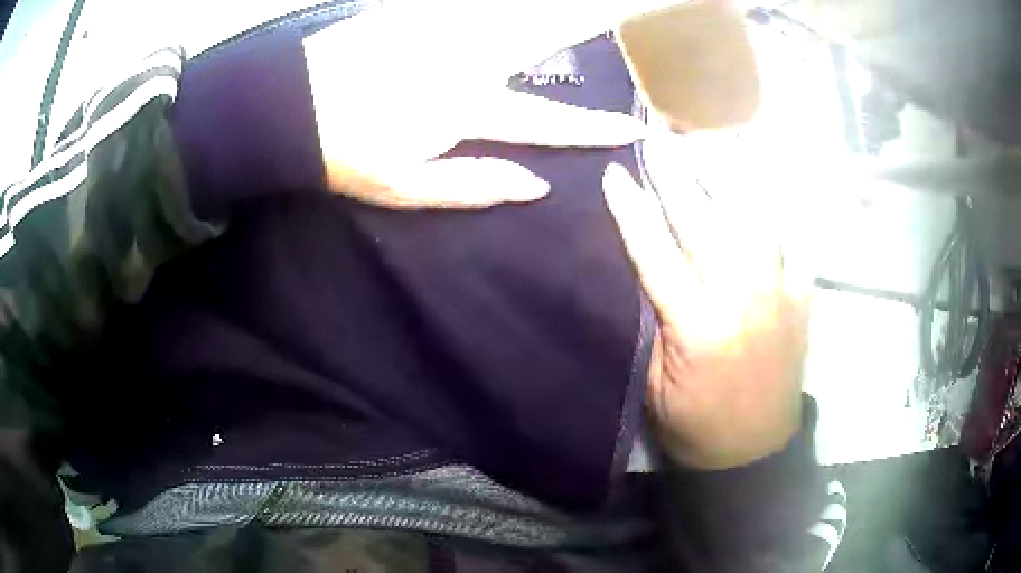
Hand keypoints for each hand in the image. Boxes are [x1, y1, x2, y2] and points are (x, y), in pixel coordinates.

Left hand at [302, 0, 673, 208]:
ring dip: (541, 17)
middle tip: (614, 24)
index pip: (541, 121)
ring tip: (580, 15)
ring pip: (506, 17)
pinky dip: (490, 11)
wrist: (285, 109)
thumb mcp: (406, 188)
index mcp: (463, 108)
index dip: (587, 128)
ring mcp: (437, 30)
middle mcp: (462, 59)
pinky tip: (504, 16)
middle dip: (581, 33)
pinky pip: (464, 9)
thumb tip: (535, 184)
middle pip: (537, 43)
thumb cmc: (342, 154)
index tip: (626, 127)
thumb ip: (473, 185)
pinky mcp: (411, 13)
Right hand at [602, 162, 810, 469]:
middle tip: (656, 139)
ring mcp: (779, 294)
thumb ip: (652, 322)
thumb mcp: (654, 382)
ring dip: (727, 178)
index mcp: (697, 327)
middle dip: (675, 175)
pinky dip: (772, 210)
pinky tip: (757, 189)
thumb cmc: (695, 422)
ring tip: (709, 146)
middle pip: (704, 222)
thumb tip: (641, 268)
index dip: (631, 210)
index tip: (613, 173)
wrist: (754, 449)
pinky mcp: (802, 298)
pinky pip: (790, 240)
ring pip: (754, 218)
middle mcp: (742, 299)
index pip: (656, 253)